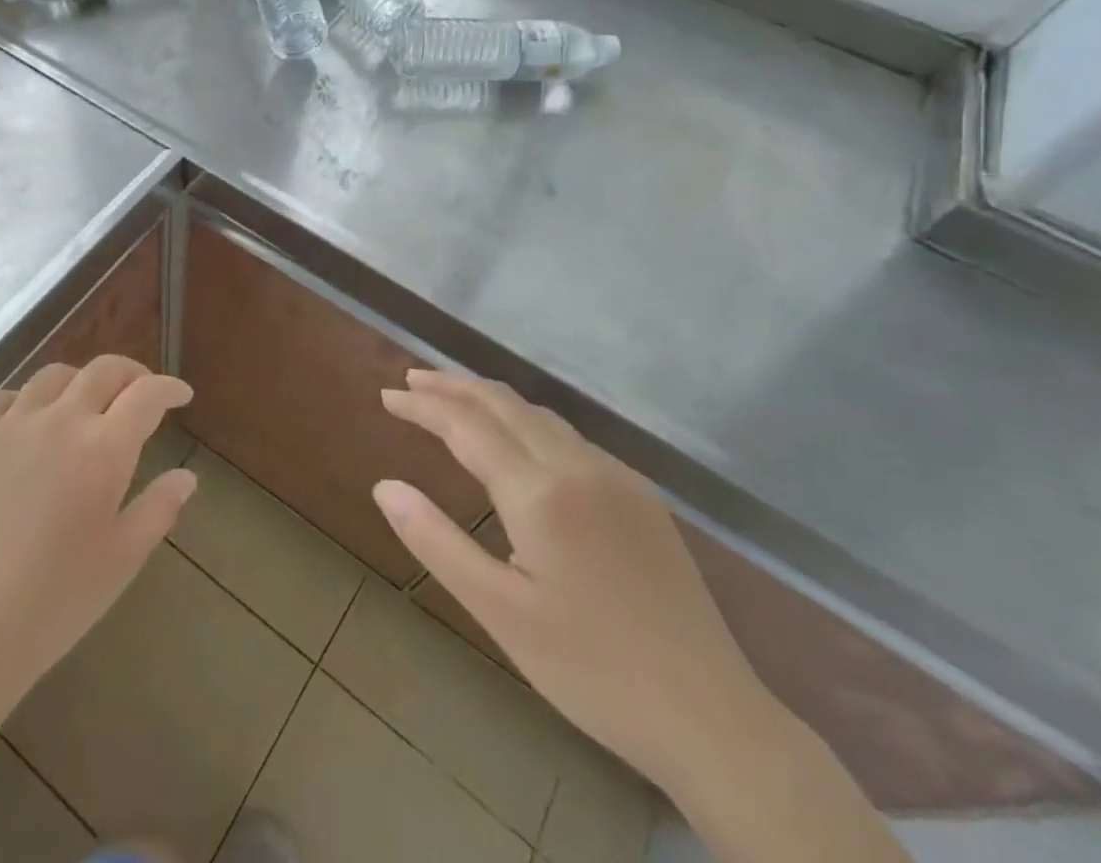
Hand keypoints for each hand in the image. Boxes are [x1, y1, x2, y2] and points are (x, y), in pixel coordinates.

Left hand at [0, 355, 196, 715]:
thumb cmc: (52, 605)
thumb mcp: (121, 561)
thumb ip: (159, 510)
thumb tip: (186, 477)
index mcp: (102, 448)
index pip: (146, 395)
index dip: (168, 388)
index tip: (180, 394)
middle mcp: (57, 420)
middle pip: (101, 371)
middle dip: (130, 374)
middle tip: (139, 393)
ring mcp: (5, 425)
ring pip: (51, 377)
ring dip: (78, 383)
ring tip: (83, 406)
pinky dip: (23, 401)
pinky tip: (23, 424)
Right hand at [373, 369, 769, 793]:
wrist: (715, 720)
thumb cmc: (592, 670)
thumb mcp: (499, 613)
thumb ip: (436, 541)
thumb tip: (384, 486)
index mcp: (540, 491)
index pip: (466, 424)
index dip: (422, 406)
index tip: (386, 396)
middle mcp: (578, 465)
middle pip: (503, 402)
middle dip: (453, 385)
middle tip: (411, 381)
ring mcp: (616, 476)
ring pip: (539, 414)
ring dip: (489, 398)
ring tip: (453, 400)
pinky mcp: (641, 496)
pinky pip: (569, 436)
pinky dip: (526, 420)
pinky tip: (517, 441)